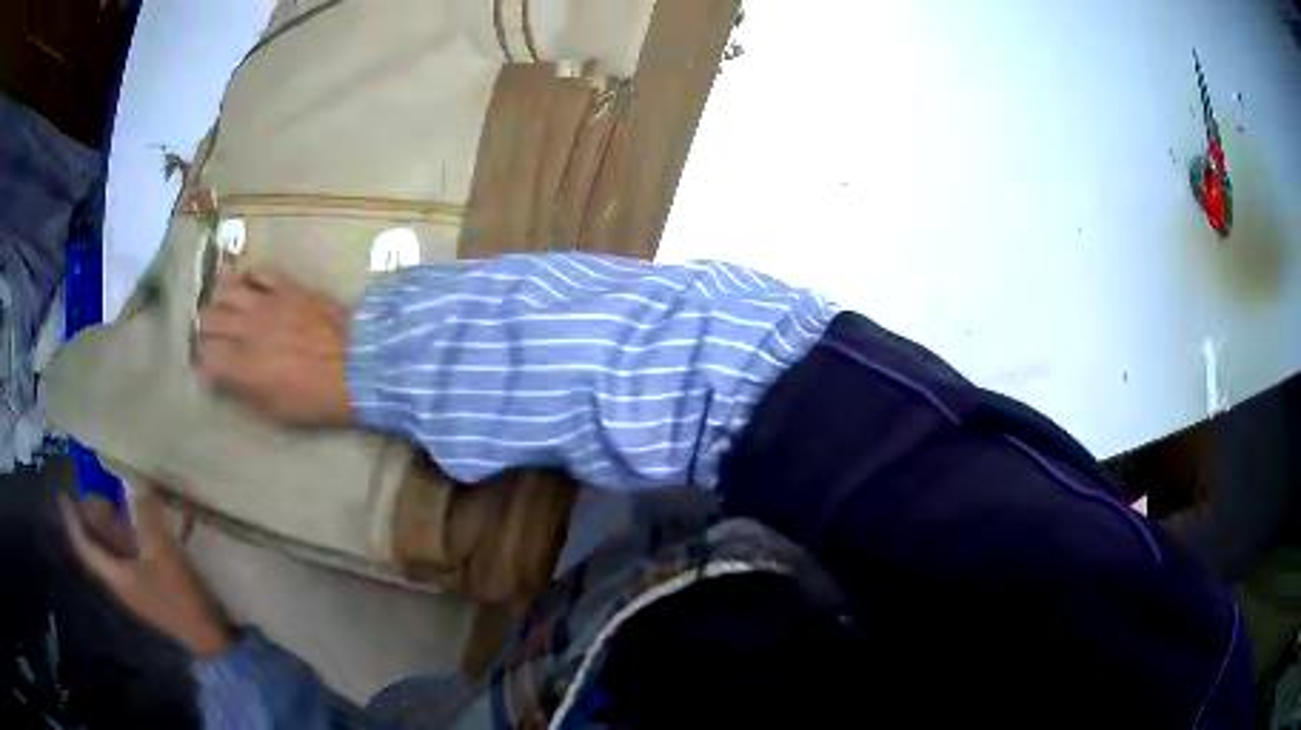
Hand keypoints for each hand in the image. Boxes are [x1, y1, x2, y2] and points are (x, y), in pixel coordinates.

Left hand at [61, 483, 235, 657]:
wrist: (209, 638)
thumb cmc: (179, 597)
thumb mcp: (163, 553)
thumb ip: (147, 515)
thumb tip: (137, 479)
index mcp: (116, 575)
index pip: (85, 547)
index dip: (72, 522)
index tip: (63, 497)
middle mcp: (120, 581)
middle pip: (98, 546)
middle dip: (93, 517)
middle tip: (96, 488)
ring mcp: (136, 587)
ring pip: (114, 550)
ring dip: (110, 525)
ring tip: (114, 498)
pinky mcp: (151, 588)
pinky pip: (129, 555)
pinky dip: (127, 536)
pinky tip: (138, 524)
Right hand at [196, 269, 354, 425]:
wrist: (358, 364)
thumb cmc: (317, 397)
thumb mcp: (276, 409)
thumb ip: (246, 389)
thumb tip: (228, 378)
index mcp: (242, 365)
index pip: (206, 356)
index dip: (203, 361)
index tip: (207, 365)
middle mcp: (246, 329)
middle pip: (209, 319)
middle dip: (205, 329)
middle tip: (212, 335)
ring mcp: (266, 302)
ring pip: (227, 289)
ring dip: (221, 299)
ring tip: (224, 307)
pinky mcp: (287, 286)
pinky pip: (259, 271)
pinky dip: (249, 276)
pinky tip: (248, 284)